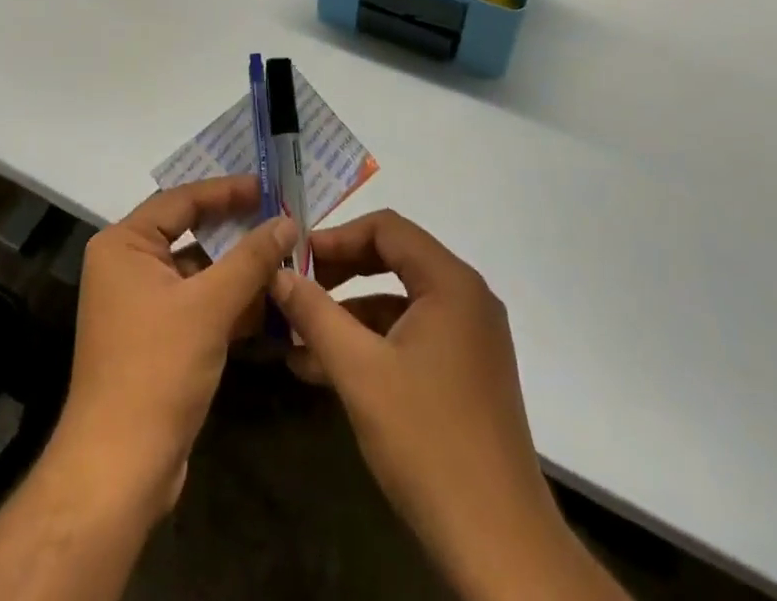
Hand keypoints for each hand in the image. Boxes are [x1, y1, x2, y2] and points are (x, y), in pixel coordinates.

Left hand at [54, 176, 294, 522]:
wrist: (119, 470)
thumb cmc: (157, 369)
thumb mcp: (210, 306)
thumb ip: (251, 258)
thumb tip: (288, 220)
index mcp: (124, 245)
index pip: (181, 200)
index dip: (226, 191)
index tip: (269, 186)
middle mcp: (127, 266)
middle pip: (189, 233)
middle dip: (236, 229)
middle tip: (282, 217)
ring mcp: (139, 304)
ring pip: (197, 271)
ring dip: (238, 269)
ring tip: (286, 256)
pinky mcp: (155, 338)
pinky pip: (197, 303)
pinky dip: (229, 301)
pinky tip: (270, 303)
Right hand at [272, 211, 625, 600]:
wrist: (499, 546)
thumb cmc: (427, 441)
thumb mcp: (359, 371)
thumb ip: (315, 314)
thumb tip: (278, 274)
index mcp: (451, 283)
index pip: (387, 229)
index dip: (337, 236)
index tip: (297, 258)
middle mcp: (467, 299)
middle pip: (394, 260)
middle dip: (340, 273)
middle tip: (295, 289)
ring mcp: (470, 338)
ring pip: (399, 303)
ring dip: (349, 315)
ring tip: (297, 338)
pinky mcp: (466, 373)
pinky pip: (411, 337)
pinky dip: (371, 344)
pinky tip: (326, 371)